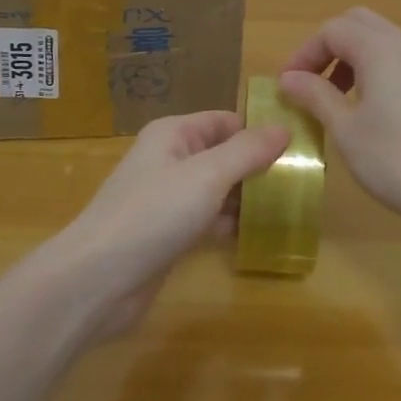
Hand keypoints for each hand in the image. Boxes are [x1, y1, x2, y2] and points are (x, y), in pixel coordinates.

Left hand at [61, 110, 289, 339]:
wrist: (97, 279)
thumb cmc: (153, 213)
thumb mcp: (207, 175)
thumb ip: (247, 151)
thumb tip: (285, 127)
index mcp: (174, 134)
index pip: (226, 121)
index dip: (260, 130)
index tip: (301, 147)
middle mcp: (170, 159)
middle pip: (223, 154)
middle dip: (258, 166)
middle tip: (303, 182)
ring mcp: (167, 198)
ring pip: (217, 188)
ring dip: (247, 196)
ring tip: (291, 207)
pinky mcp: (167, 234)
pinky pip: (207, 219)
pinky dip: (230, 223)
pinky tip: (258, 234)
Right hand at [279, 7, 400, 237]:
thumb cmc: (397, 159)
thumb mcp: (346, 129)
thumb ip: (315, 96)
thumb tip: (288, 79)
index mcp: (378, 48)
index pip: (331, 30)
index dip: (304, 53)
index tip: (287, 86)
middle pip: (358, 24)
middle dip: (328, 47)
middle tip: (310, 82)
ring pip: (381, 41)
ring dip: (352, 58)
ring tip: (336, 98)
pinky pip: (399, 61)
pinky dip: (376, 71)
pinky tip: (370, 111)